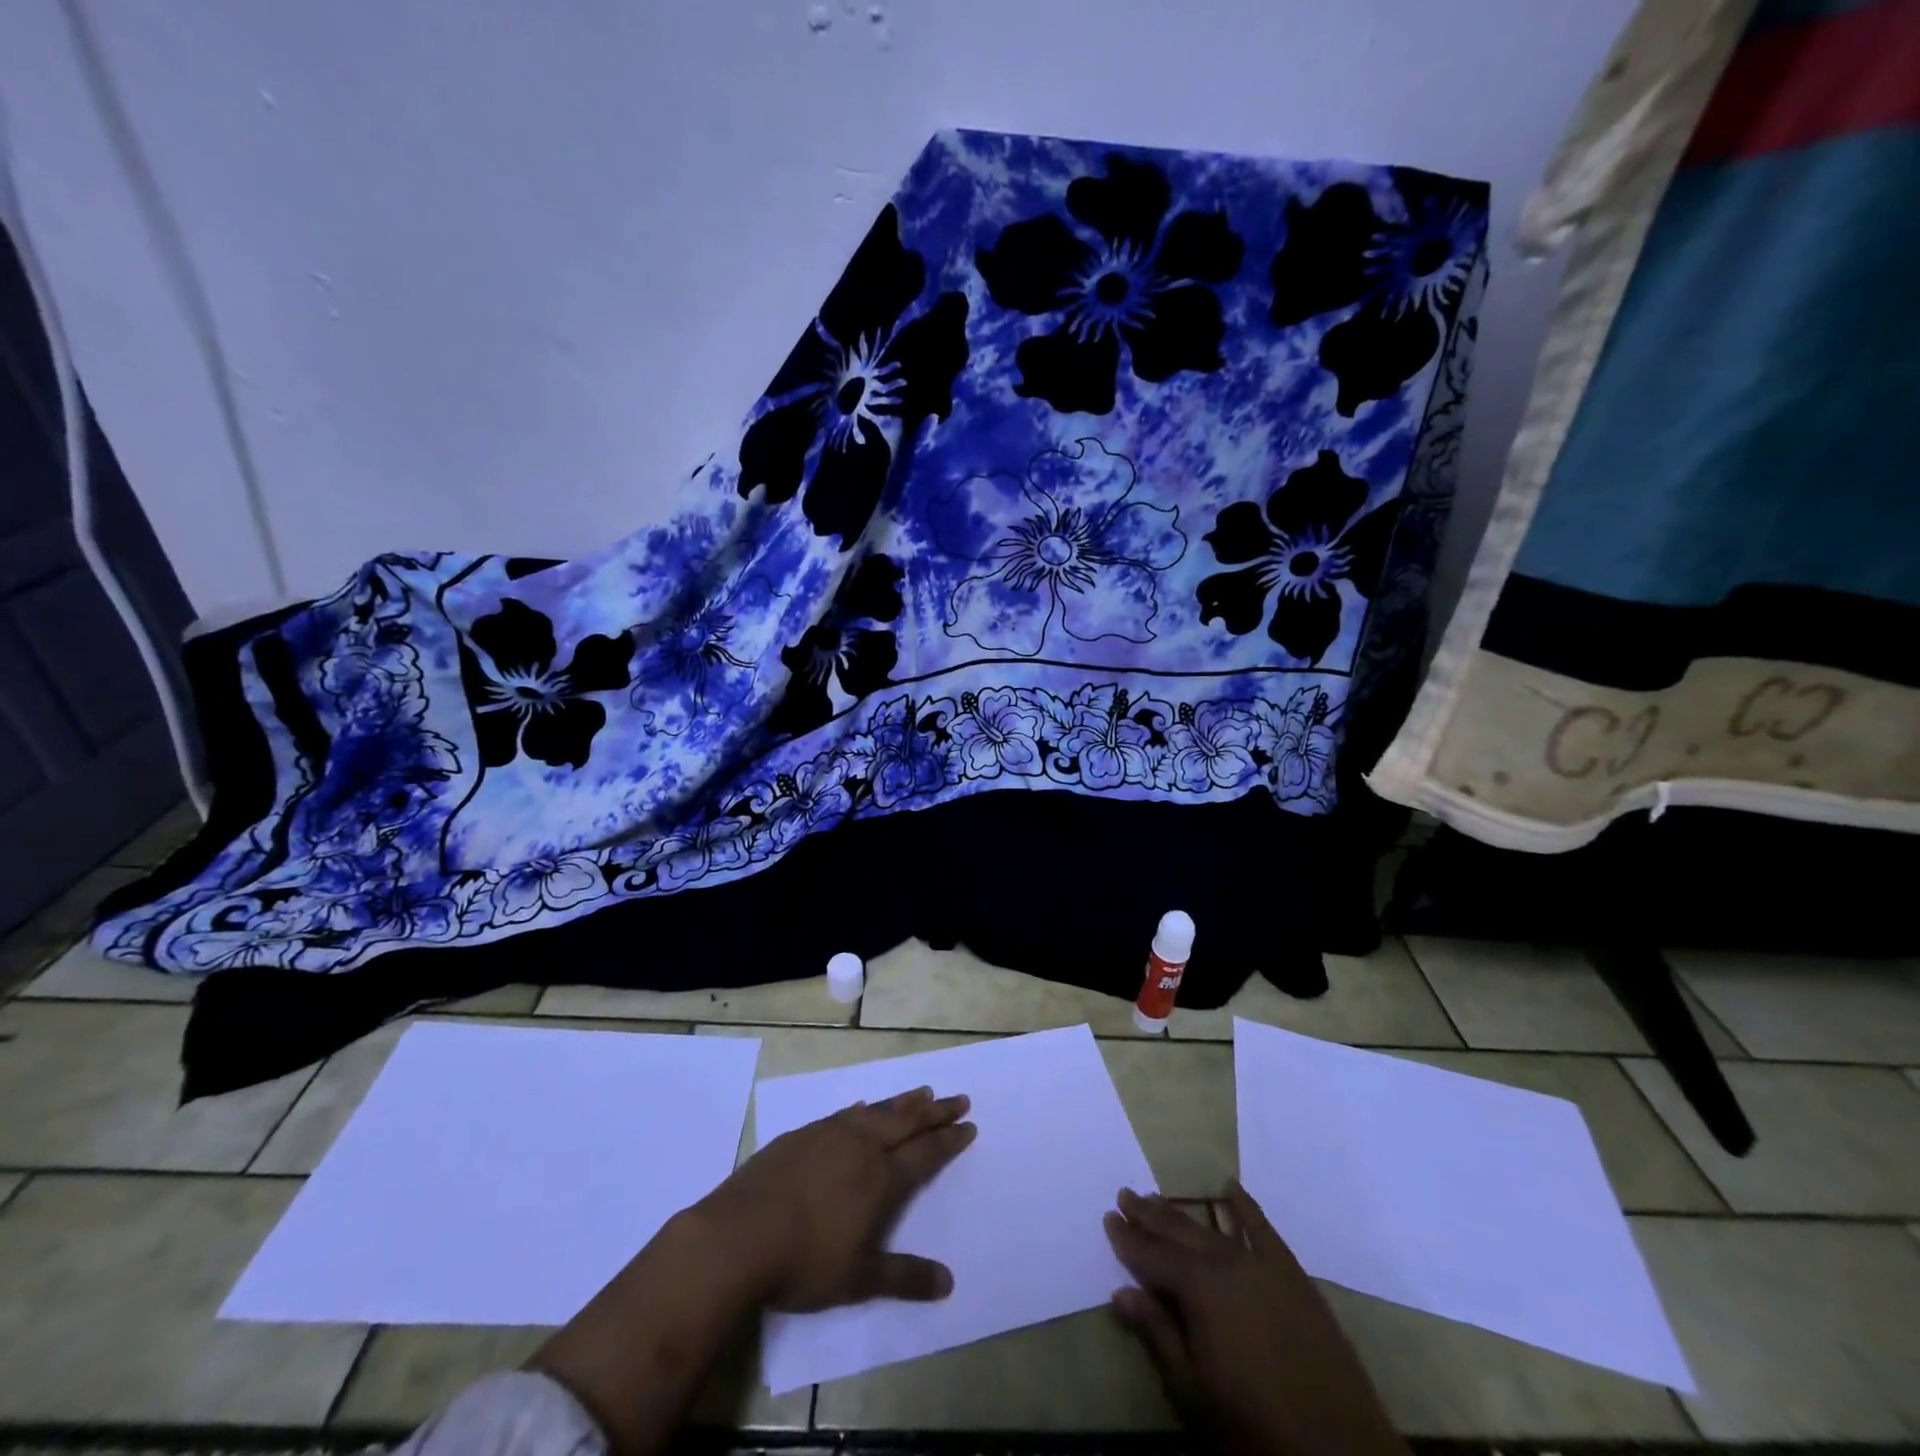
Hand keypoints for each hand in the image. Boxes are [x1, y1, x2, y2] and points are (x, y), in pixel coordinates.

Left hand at [699, 1085, 976, 1310]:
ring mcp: (829, 1135)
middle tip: (958, 1098)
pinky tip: (862, 1107)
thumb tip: (948, 1282)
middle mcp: (860, 1147)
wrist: (738, 1237)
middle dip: (935, 1110)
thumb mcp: (858, 1279)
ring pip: (876, 1111)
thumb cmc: (804, 1263)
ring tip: (922, 1092)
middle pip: (906, 1122)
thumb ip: (904, 1278)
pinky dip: (862, 1109)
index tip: (969, 1124)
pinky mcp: (801, 1135)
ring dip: (903, 1102)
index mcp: (880, 1179)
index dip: (949, 1139)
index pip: (925, 1153)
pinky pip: (843, 1114)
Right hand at [1104, 1184, 1406, 1455]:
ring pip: (1212, 1228)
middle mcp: (1226, 1263)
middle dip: (1149, 1214)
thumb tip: (1121, 1291)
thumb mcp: (1193, 1388)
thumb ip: (1157, 1333)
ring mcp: (1262, 1265)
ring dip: (1182, 1212)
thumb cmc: (1254, 1424)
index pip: (1151, 1256)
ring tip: (1157, 1196)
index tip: (1108, 1216)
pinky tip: (1230, 1189)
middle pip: (1179, 1232)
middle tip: (1126, 1194)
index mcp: (1198, 1289)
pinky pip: (1263, 1230)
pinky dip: (1244, 1207)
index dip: (1127, 1238)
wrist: (1339, 1449)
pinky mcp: (1292, 1275)